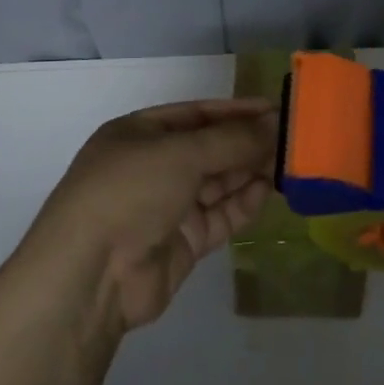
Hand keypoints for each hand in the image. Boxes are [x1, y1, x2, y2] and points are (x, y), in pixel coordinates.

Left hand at [19, 99, 276, 335]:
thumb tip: (275, 124)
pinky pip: (219, 216)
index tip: (275, 109)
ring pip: (217, 183)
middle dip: (247, 143)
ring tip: (289, 163)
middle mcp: (153, 166)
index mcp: (140, 133)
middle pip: (209, 148)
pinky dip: (242, 203)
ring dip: (250, 171)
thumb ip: (232, 140)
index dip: (236, 111)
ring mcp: (166, 206)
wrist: (91, 275)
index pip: (196, 114)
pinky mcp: (181, 242)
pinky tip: (267, 191)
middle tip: (292, 139)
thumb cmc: (129, 191)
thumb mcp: (181, 153)